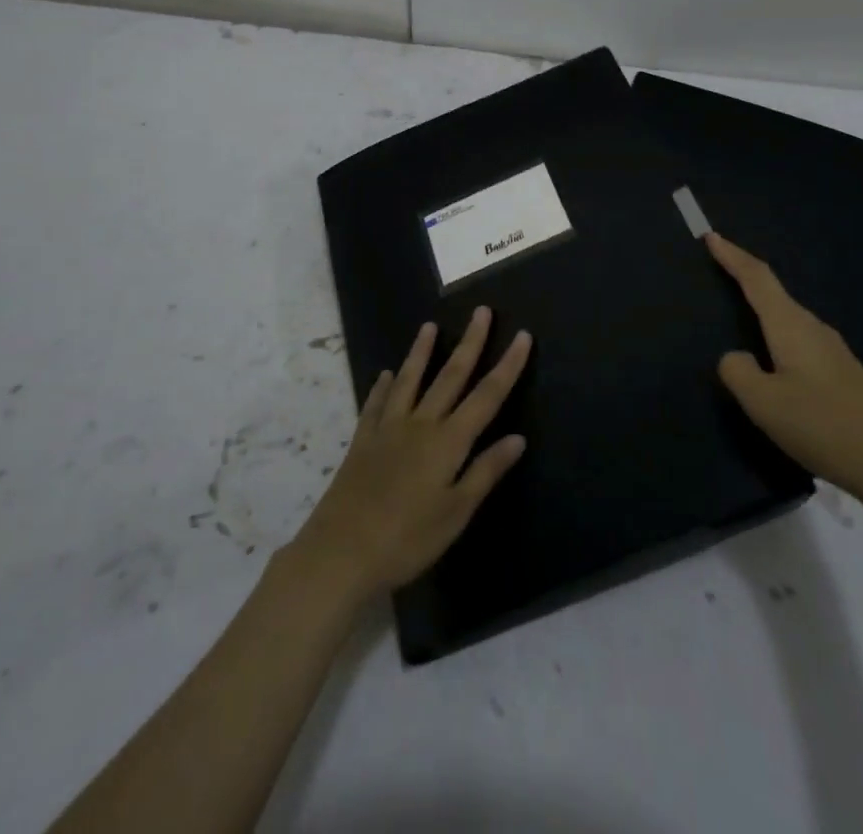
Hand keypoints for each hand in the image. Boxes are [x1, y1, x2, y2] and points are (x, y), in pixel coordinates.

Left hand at [291, 307, 530, 602]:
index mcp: (448, 441)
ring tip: (429, 326)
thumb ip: (485, 472)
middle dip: (470, 342)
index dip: (508, 365)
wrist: (340, 552)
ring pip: (409, 380)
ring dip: (421, 352)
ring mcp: (388, 429)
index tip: (522, 334)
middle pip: (451, 376)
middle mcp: (421, 424)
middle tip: (482, 310)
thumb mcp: (456, 513)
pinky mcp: (362, 441)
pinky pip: (375, 404)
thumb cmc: (407, 539)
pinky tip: (383, 375)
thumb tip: (518, 437)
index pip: (487, 395)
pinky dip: (381, 387)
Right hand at [707, 233, 862, 504]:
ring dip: (763, 306)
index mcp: (791, 326)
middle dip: (745, 276)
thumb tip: (735, 357)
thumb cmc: (822, 425)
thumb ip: (738, 372)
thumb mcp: (764, 403)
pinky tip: (774, 357)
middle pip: (774, 291)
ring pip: (788, 317)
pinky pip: (800, 338)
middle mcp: (812, 328)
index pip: (757, 278)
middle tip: (718, 268)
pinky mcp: (842, 372)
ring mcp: (832, 350)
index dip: (732, 256)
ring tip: (740, 311)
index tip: (711, 236)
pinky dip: (778, 332)